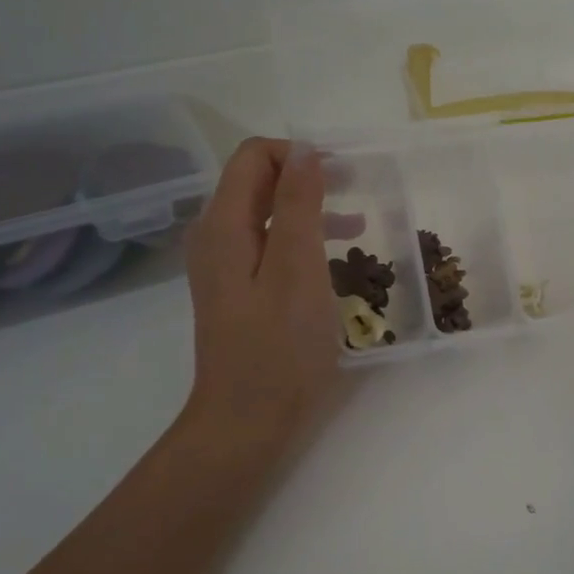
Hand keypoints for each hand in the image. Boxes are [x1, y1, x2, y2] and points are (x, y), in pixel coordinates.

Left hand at [181, 139, 352, 455]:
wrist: (246, 423)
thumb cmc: (279, 348)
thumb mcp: (297, 269)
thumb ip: (299, 205)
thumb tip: (303, 150)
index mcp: (224, 225)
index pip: (254, 156)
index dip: (299, 154)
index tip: (345, 173)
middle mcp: (216, 237)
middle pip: (258, 182)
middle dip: (307, 177)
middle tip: (358, 190)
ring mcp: (225, 267)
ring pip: (267, 215)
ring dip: (310, 209)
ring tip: (358, 225)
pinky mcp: (238, 292)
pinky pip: (269, 246)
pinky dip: (302, 240)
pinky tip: (334, 260)